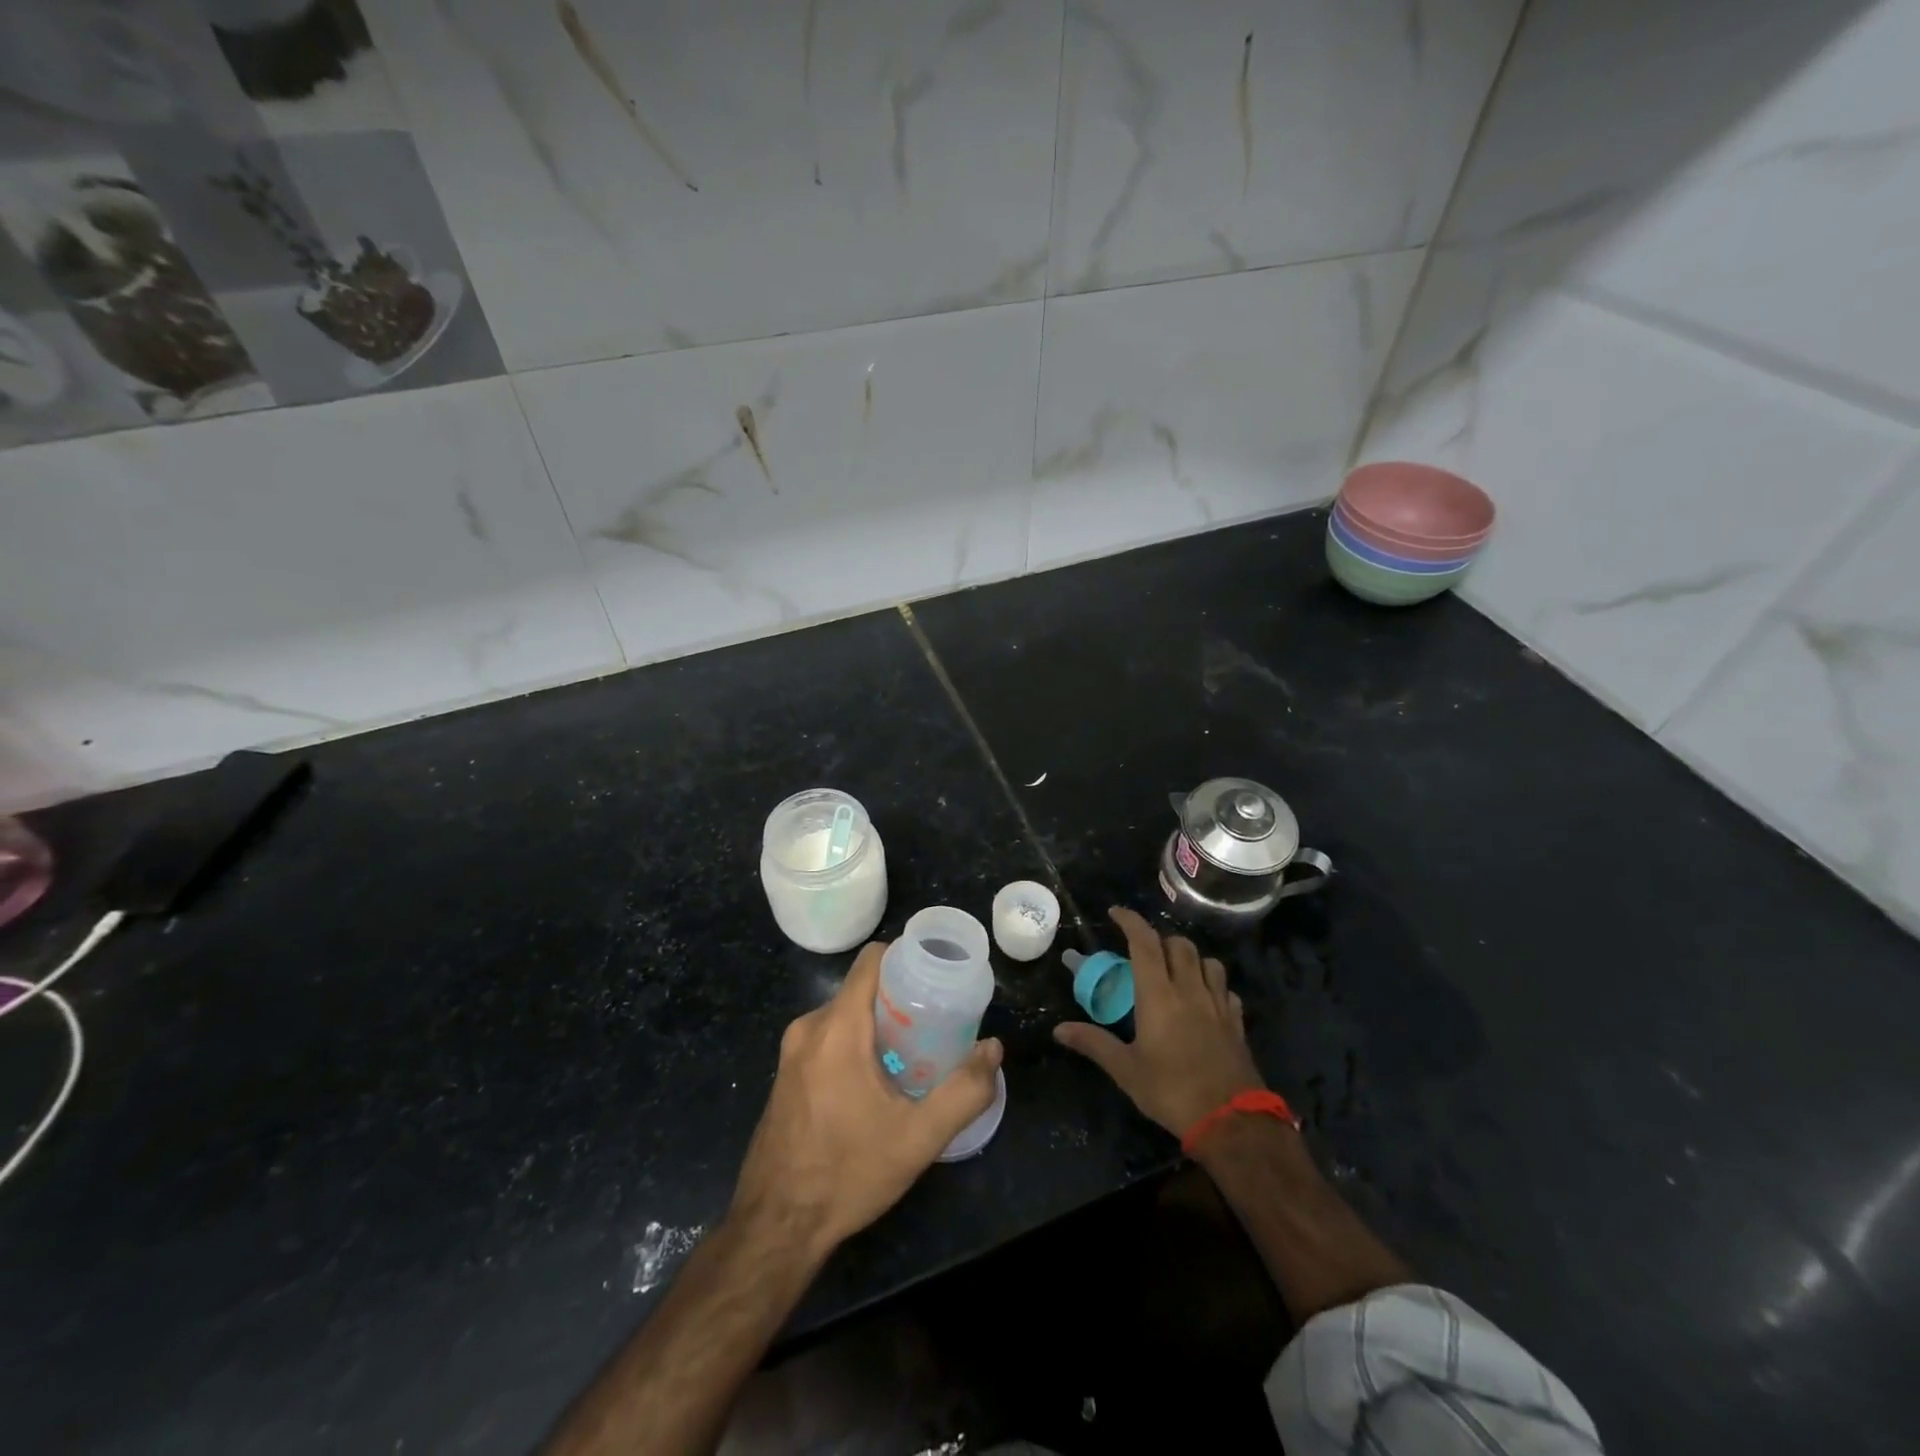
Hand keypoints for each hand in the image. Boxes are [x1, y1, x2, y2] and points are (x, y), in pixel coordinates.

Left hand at [729, 941, 1002, 1257]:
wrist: (775, 1227)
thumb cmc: (847, 1173)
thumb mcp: (918, 1138)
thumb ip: (964, 1091)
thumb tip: (992, 1050)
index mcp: (838, 1027)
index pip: (872, 960)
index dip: (906, 957)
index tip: (937, 976)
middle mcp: (809, 1028)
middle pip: (862, 989)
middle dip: (900, 998)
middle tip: (936, 1023)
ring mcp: (791, 1052)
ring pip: (845, 1015)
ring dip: (878, 1025)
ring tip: (914, 1052)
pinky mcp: (785, 1075)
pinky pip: (827, 1039)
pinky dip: (855, 1044)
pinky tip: (877, 1082)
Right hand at [1053, 906, 1263, 1136]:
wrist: (1231, 1121)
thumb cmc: (1171, 1090)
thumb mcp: (1126, 1070)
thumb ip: (1094, 1043)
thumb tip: (1059, 1029)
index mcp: (1159, 994)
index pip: (1144, 943)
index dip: (1130, 921)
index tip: (1116, 913)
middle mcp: (1190, 990)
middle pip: (1179, 945)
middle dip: (1160, 940)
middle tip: (1144, 952)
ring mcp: (1218, 1005)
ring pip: (1208, 962)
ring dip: (1190, 958)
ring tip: (1176, 971)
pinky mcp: (1236, 1023)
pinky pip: (1226, 990)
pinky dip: (1213, 985)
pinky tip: (1205, 1000)